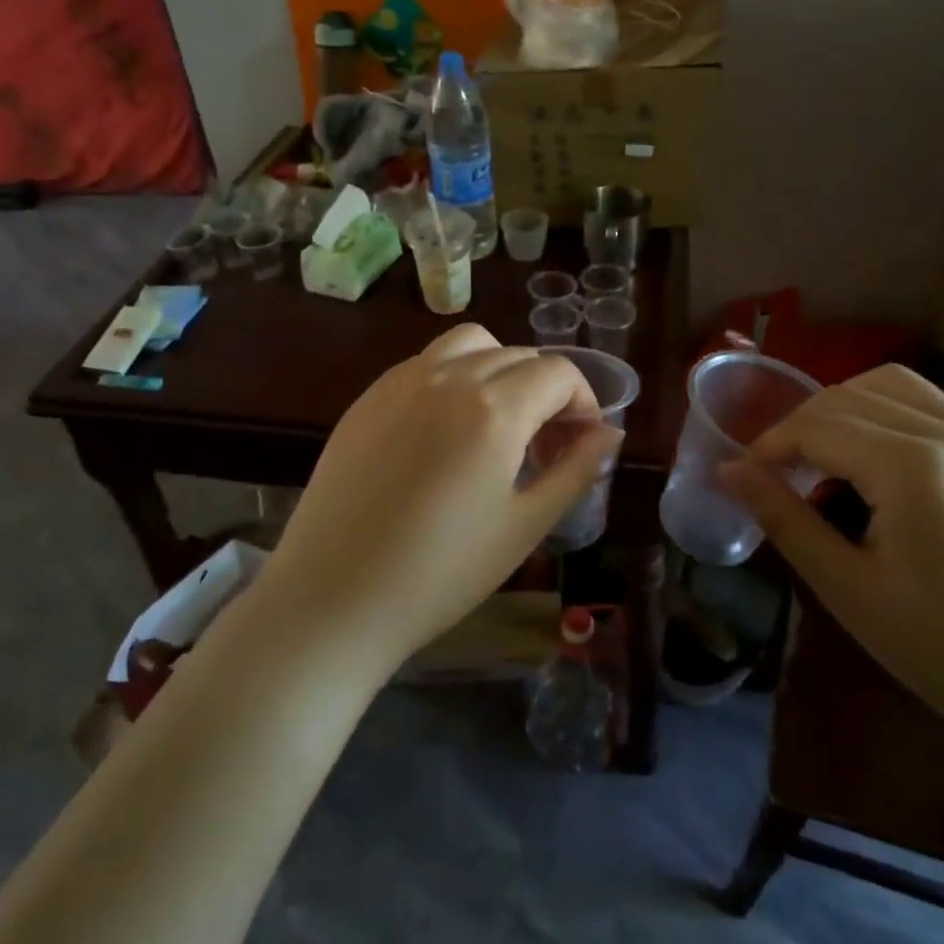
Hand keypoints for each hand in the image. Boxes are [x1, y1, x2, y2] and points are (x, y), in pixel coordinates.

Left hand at [254, 324, 620, 675]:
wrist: (332, 598)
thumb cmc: (440, 574)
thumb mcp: (524, 526)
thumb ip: (576, 470)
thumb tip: (610, 433)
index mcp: (494, 408)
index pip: (558, 373)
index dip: (583, 402)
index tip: (581, 442)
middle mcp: (449, 377)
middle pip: (519, 355)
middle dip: (547, 391)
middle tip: (545, 446)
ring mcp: (401, 381)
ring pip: (471, 344)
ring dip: (501, 369)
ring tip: (499, 423)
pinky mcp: (369, 396)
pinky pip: (426, 363)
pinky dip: (455, 376)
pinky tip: (447, 429)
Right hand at [720, 365, 943, 760]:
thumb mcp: (848, 588)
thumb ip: (784, 518)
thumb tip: (728, 470)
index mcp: (911, 468)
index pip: (818, 426)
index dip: (770, 444)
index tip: (744, 475)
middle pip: (848, 397)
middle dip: (799, 425)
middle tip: (776, 473)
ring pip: (891, 385)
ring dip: (842, 407)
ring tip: (822, 455)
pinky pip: (930, 404)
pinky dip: (885, 410)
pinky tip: (875, 458)